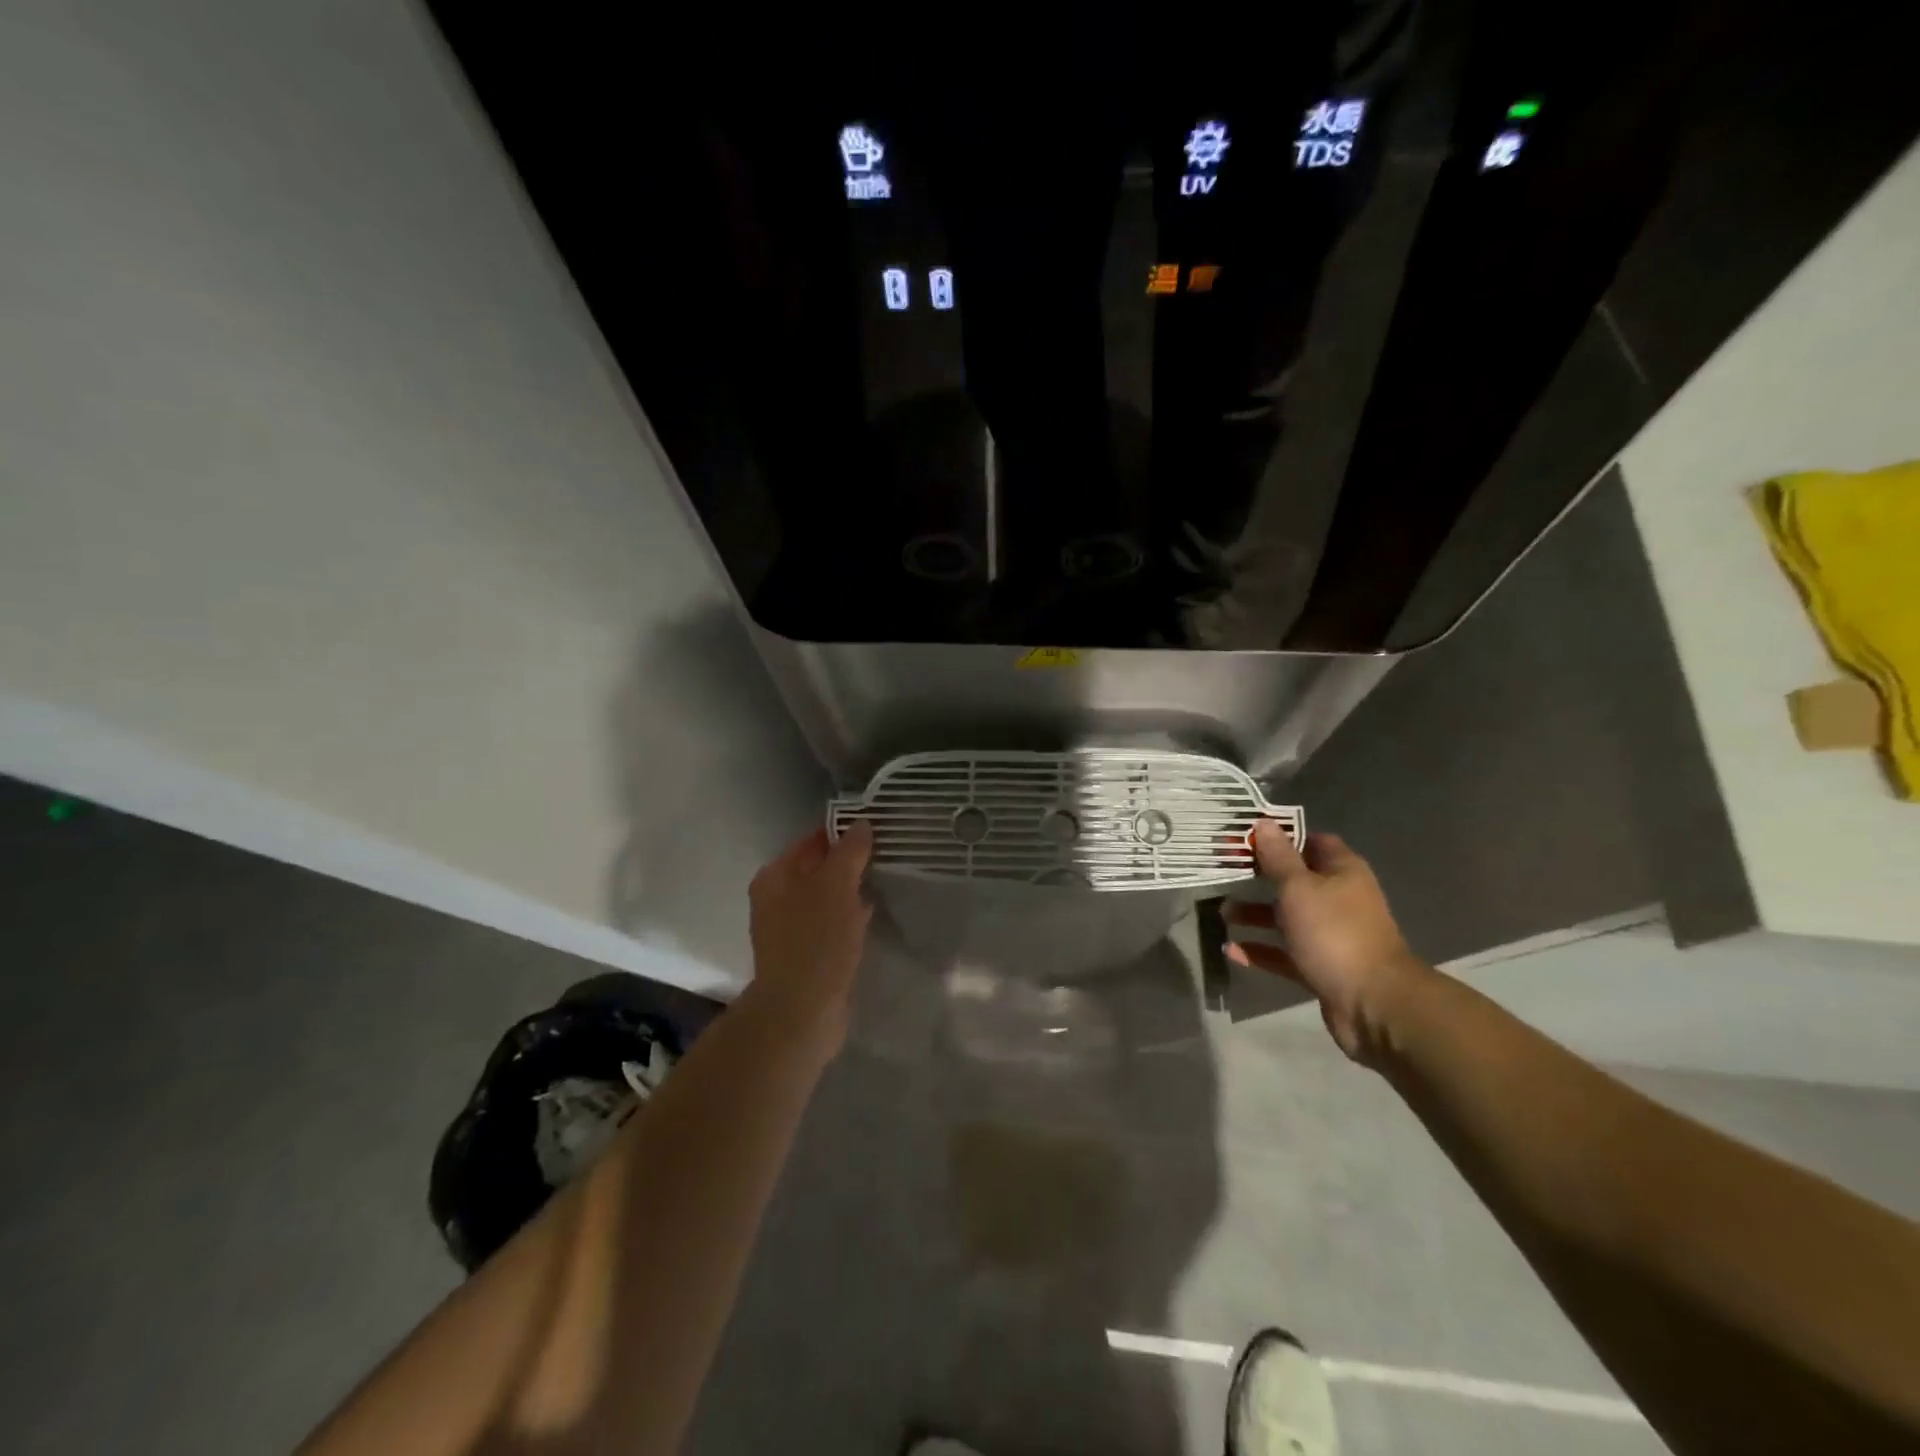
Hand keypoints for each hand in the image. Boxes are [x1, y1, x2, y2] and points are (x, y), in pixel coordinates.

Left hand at [743, 822, 874, 1046]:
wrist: (801, 1011)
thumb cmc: (816, 940)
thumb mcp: (837, 885)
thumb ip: (850, 852)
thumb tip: (861, 824)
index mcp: (775, 876)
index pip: (812, 840)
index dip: (843, 834)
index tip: (876, 832)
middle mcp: (776, 899)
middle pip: (818, 869)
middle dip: (849, 864)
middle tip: (886, 856)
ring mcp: (789, 929)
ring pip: (826, 898)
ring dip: (851, 892)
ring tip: (883, 883)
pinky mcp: (805, 955)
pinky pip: (831, 925)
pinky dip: (849, 919)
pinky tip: (870, 917)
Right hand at [1224, 824, 1428, 1064]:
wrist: (1373, 1003)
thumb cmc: (1333, 932)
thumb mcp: (1298, 888)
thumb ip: (1277, 857)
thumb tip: (1264, 823)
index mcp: (1342, 872)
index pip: (1311, 841)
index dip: (1280, 837)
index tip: (1246, 838)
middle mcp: (1339, 899)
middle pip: (1295, 880)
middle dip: (1260, 877)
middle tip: (1226, 872)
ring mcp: (1331, 935)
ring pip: (1287, 918)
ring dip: (1256, 915)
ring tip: (1222, 914)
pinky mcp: (1322, 967)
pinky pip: (1285, 953)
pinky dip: (1260, 950)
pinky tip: (1231, 950)